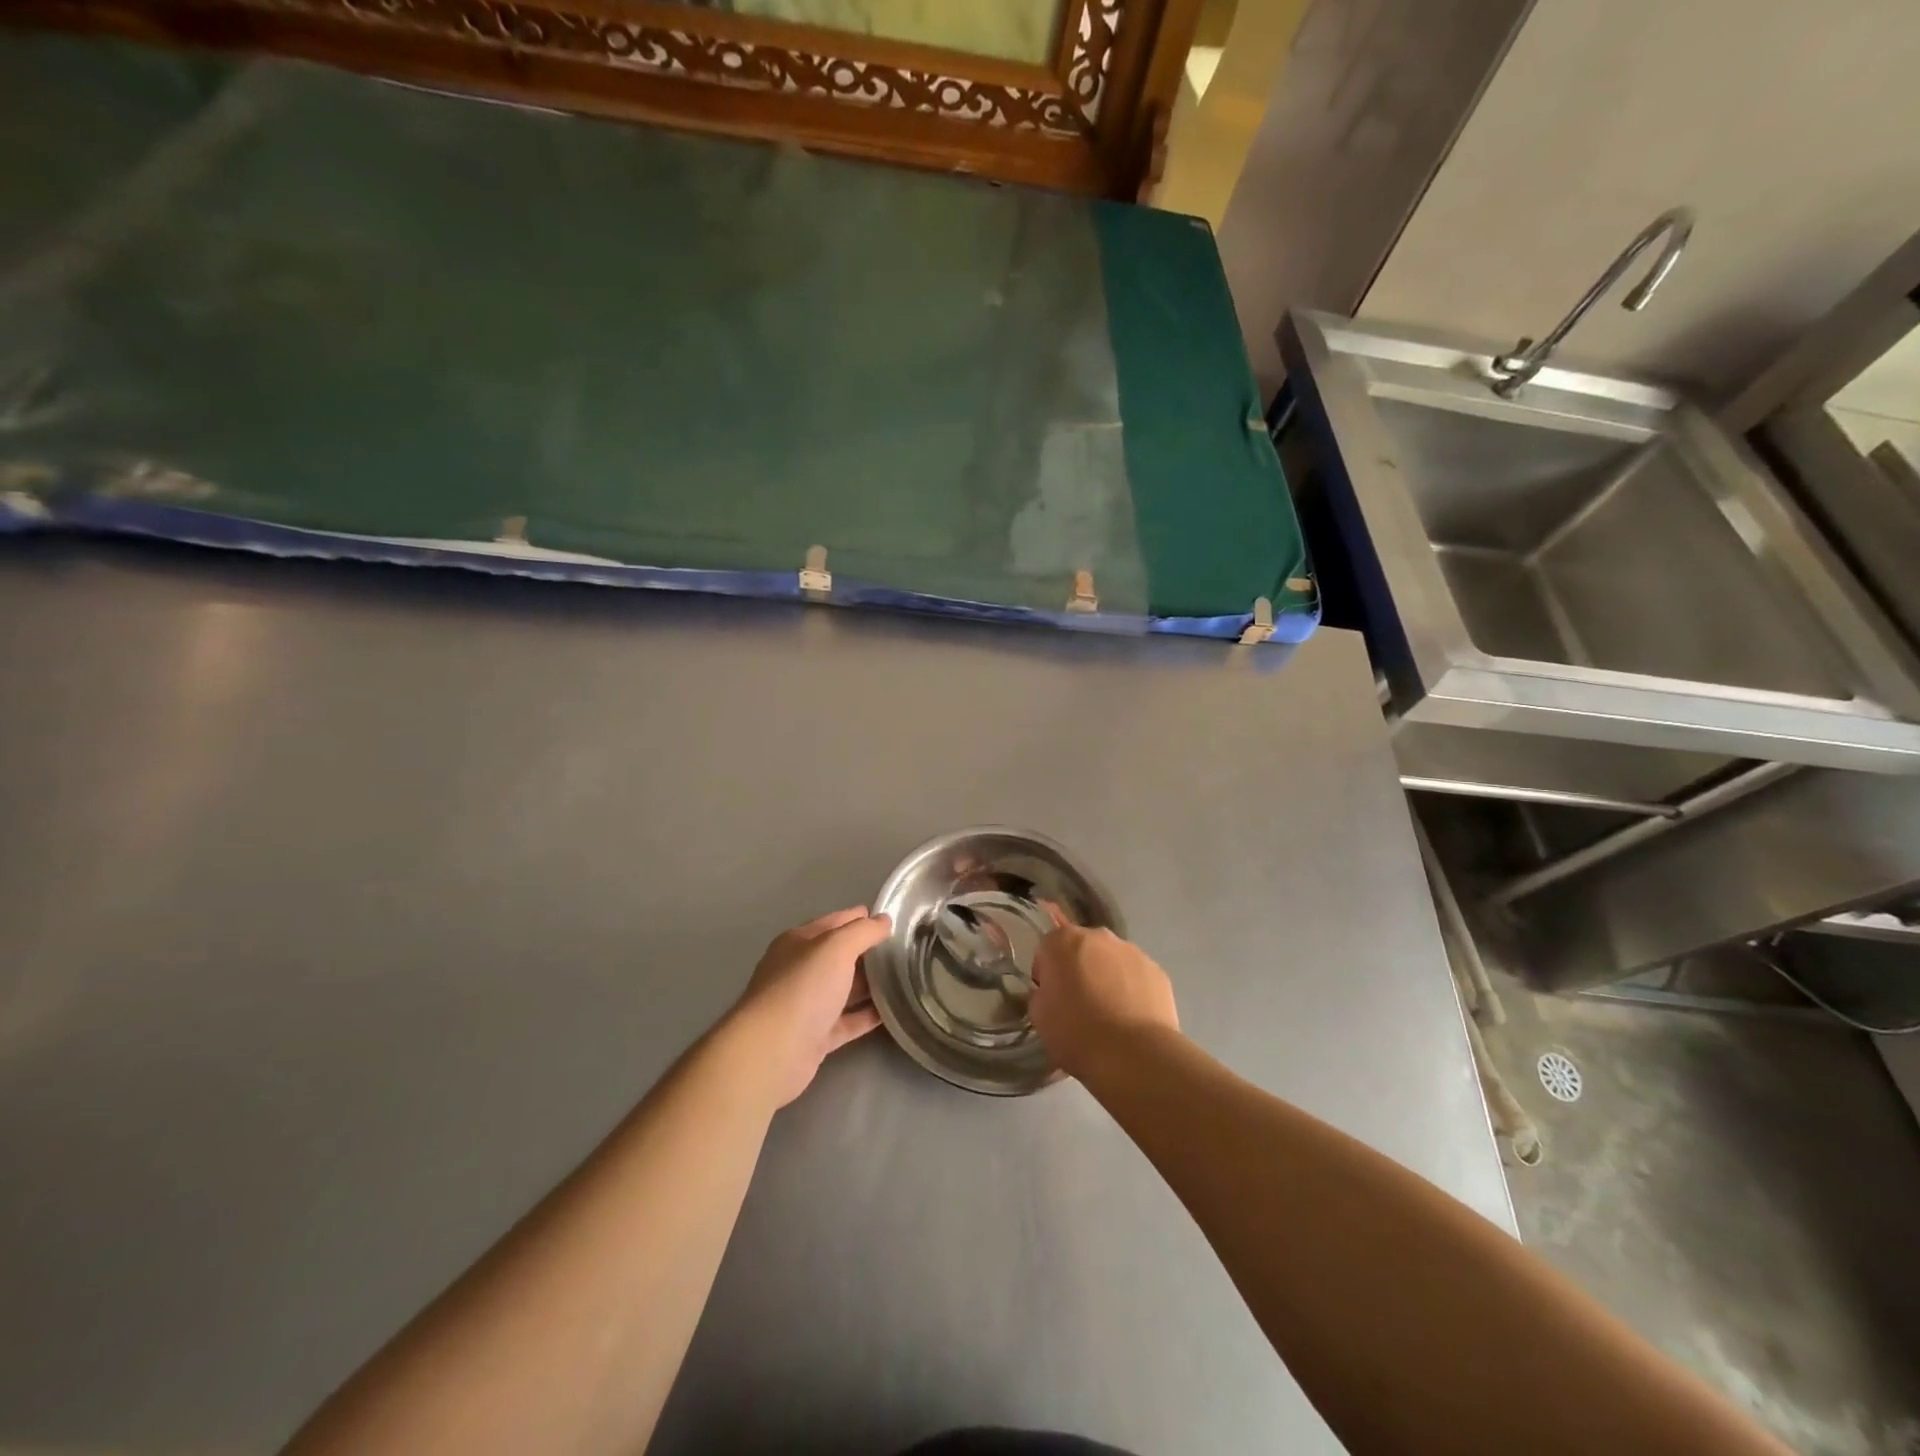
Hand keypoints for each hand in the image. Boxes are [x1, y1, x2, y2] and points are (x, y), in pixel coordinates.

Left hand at [729, 907, 891, 1107]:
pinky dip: (867, 1015)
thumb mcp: (836, 947)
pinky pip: (848, 1021)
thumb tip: (883, 920)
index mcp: (798, 943)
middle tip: (904, 949)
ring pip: (844, 989)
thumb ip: (863, 931)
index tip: (891, 919)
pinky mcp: (816, 1037)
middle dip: (869, 951)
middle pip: (840, 956)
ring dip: (871, 984)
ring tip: (905, 977)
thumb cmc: (803, 988)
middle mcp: (800, 971)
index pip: (834, 922)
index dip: (861, 918)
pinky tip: (892, 1011)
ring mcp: (807, 1006)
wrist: (772, 1052)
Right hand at [1029, 926, 1178, 1079]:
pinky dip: (1132, 989)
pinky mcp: (1157, 971)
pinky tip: (1131, 1018)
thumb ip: (1041, 994)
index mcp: (1063, 941)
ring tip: (1109, 1015)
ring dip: (1106, 977)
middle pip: (1082, 948)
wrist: (1133, 1056)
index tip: (1051, 997)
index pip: (1047, 948)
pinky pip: (1136, 976)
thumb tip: (1051, 993)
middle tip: (1079, 1004)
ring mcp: (1132, 951)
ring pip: (1111, 960)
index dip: (1046, 973)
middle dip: (1078, 969)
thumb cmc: (1077, 1033)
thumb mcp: (1040, 1017)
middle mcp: (1098, 937)